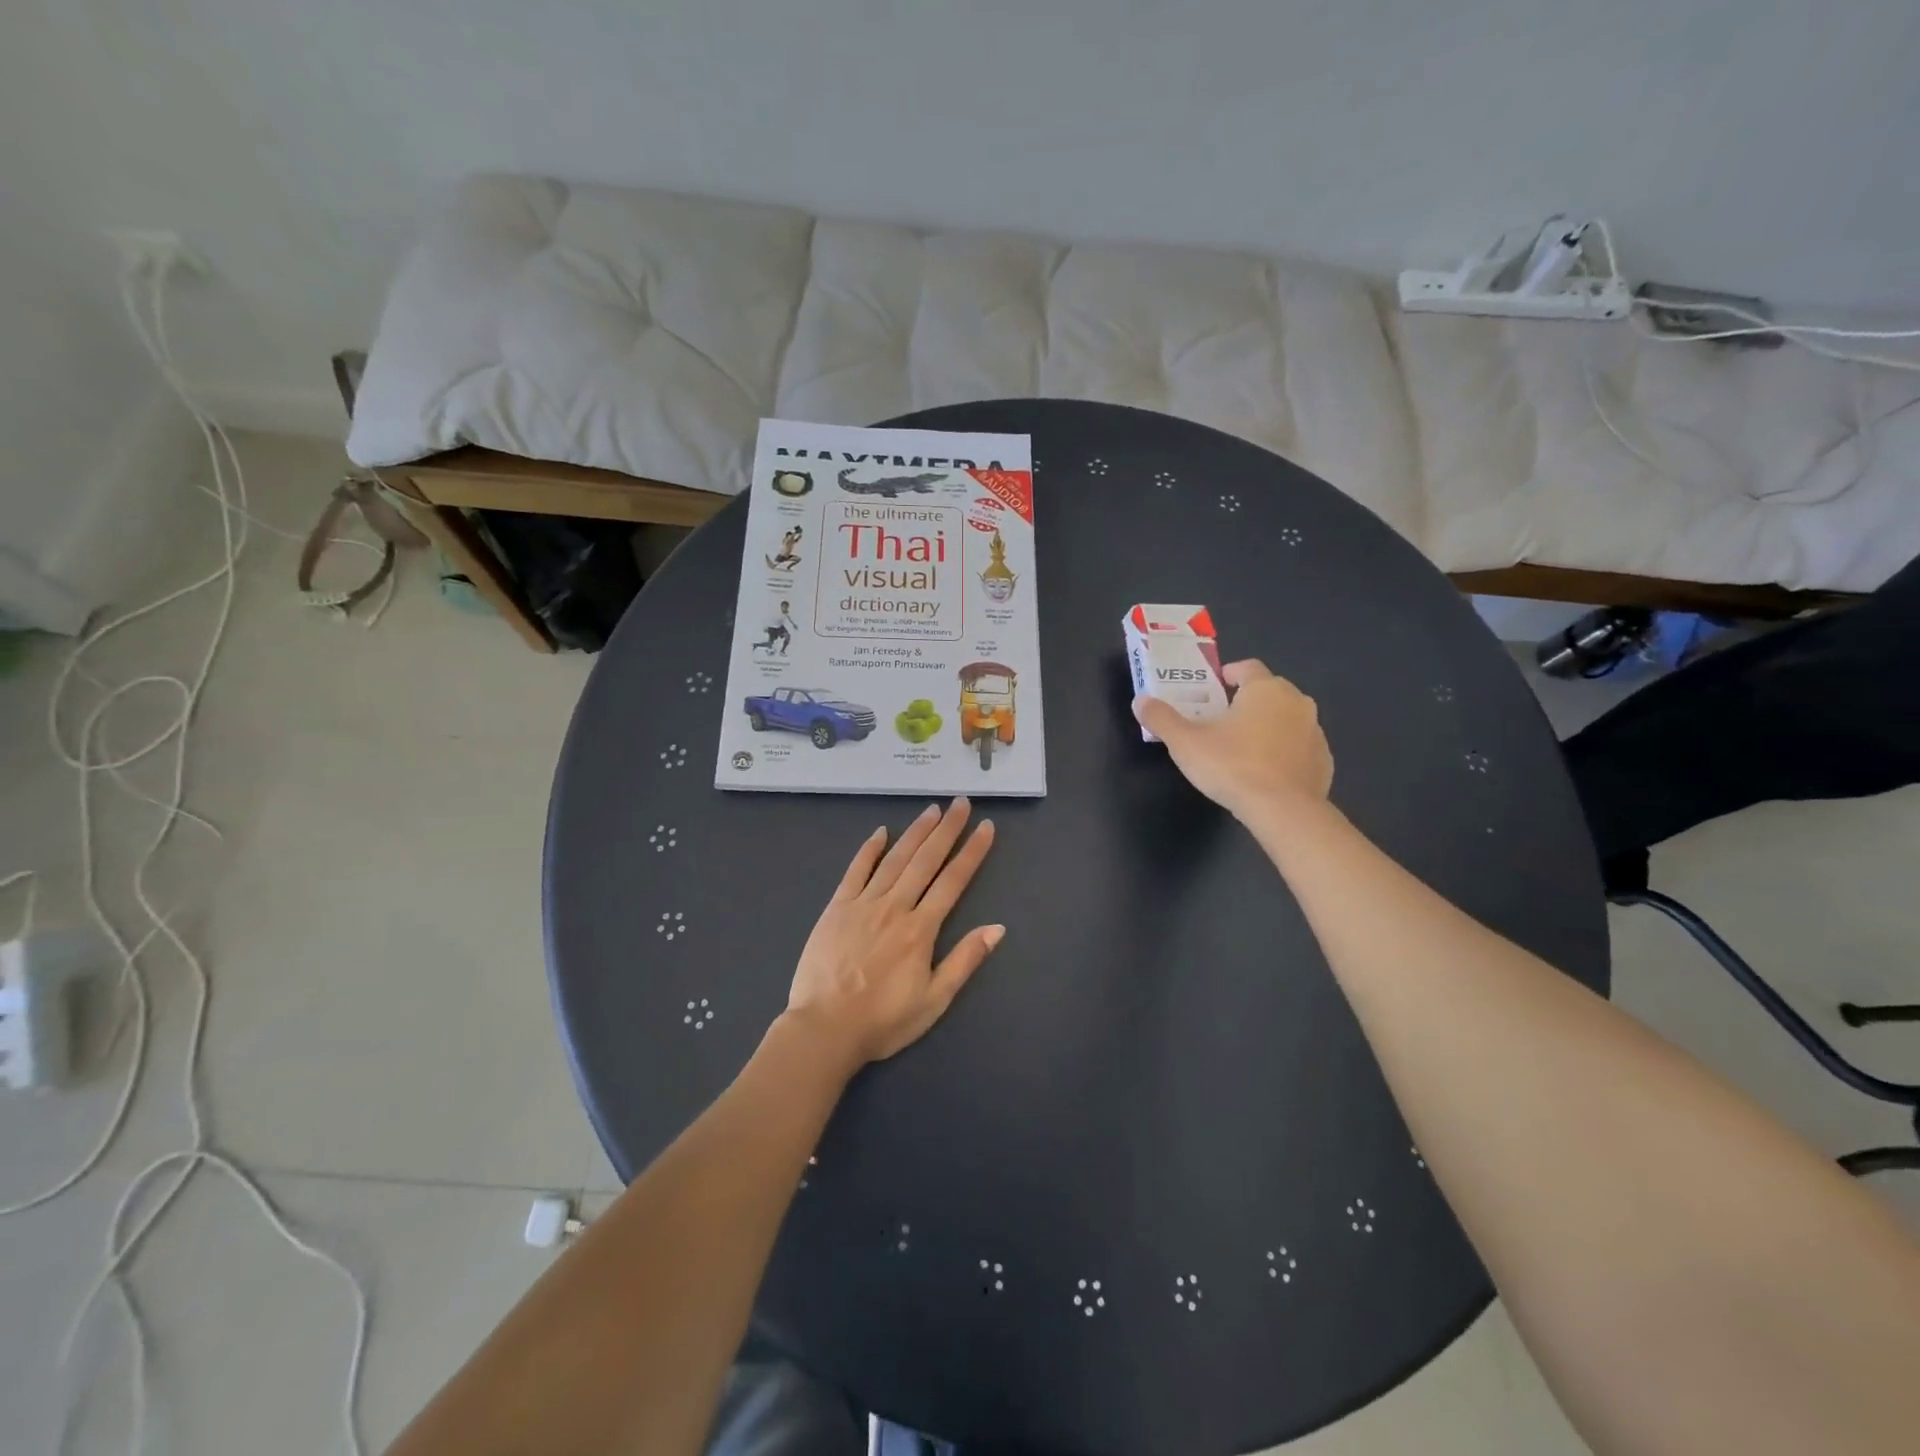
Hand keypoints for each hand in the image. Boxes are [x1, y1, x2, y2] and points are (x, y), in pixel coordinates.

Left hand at [783, 799, 1003, 1067]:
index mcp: (921, 929)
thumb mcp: (934, 1000)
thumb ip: (965, 960)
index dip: (972, 852)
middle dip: (947, 830)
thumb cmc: (883, 1020)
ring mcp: (863, 904)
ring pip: (894, 859)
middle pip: (926, 860)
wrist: (824, 1029)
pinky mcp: (836, 908)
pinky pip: (855, 871)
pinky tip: (880, 832)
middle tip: (961, 802)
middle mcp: (895, 907)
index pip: (953, 881)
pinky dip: (869, 850)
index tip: (985, 827)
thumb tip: (998, 927)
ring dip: (915, 832)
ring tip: (932, 809)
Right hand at [1133, 660, 1333, 819]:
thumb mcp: (1185, 743)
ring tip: (1243, 748)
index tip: (1214, 689)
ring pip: (1287, 719)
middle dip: (1247, 700)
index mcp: (1265, 689)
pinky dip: (1284, 752)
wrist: (1284, 811)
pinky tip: (1266, 772)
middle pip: (1269, 691)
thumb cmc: (1232, 766)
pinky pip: (1299, 747)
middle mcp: (1296, 702)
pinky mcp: (1324, 760)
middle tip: (1222, 720)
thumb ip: (1162, 719)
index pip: (1247, 668)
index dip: (1229, 674)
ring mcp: (1315, 731)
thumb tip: (1141, 701)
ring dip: (1268, 726)